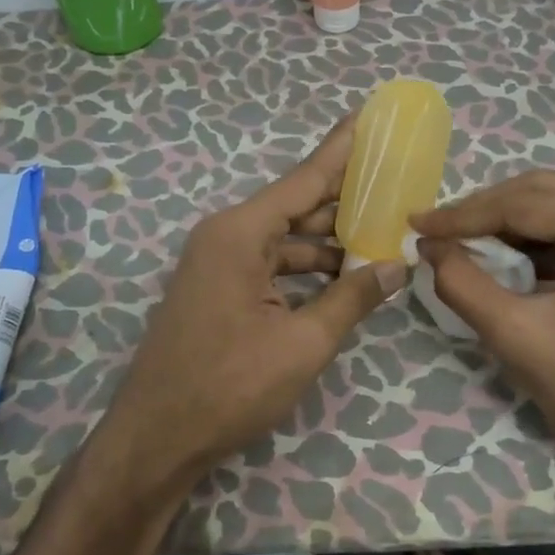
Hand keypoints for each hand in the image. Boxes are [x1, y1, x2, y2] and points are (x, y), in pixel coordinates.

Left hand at [104, 118, 409, 486]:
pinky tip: (344, 274)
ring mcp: (219, 263)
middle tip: (393, 183)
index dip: (340, 150)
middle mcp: (227, 236)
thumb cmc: (230, 386)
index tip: (367, 116)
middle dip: (344, 199)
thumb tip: (397, 266)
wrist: (157, 438)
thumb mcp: (303, 344)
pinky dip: (306, 268)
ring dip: (330, 241)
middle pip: (296, 206)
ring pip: (285, 239)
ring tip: (383, 234)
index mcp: (241, 234)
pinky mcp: (218, 289)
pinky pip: (271, 264)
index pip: (303, 179)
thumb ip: (353, 298)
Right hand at [411, 170, 554, 474]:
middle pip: (541, 191)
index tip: (416, 224)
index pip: (524, 203)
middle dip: (483, 210)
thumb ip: (463, 284)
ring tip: (458, 239)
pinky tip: (500, 252)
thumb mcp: (518, 337)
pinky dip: (531, 236)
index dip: (463, 214)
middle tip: (435, 230)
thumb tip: (429, 246)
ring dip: (504, 220)